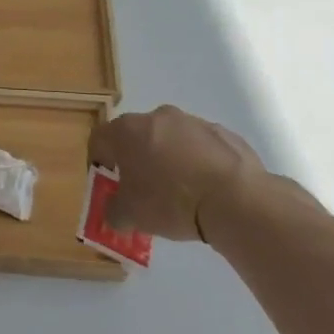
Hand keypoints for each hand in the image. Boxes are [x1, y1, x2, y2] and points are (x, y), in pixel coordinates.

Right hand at [87, 106, 265, 241]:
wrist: (235, 199)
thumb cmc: (171, 201)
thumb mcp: (131, 216)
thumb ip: (113, 212)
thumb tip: (114, 213)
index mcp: (127, 131)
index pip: (99, 139)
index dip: (99, 161)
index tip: (109, 183)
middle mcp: (156, 117)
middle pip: (136, 135)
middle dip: (136, 158)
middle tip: (143, 188)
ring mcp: (192, 122)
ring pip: (170, 138)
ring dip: (169, 158)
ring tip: (181, 191)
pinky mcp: (223, 132)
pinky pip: (201, 146)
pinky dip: (199, 162)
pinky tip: (207, 188)